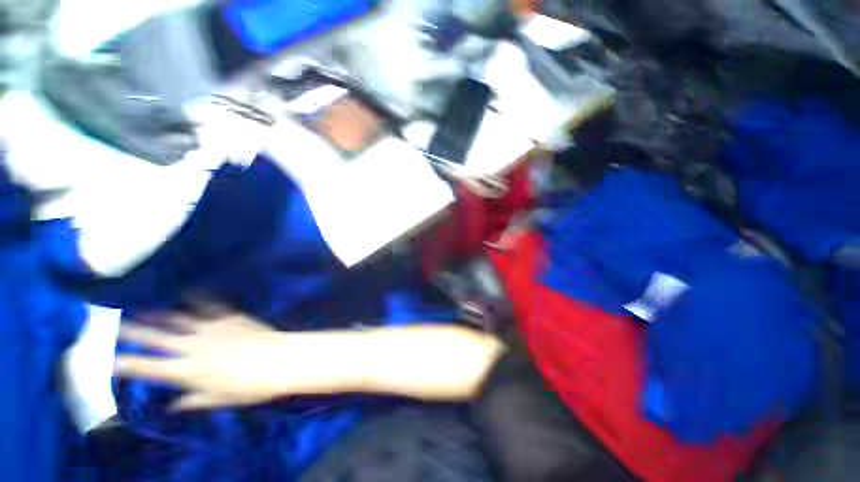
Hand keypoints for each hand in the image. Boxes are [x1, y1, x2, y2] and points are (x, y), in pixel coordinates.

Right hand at [115, 313, 299, 410]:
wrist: (278, 360)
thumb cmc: (249, 386)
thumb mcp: (217, 400)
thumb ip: (192, 401)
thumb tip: (173, 405)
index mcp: (187, 370)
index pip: (147, 367)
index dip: (125, 363)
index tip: (108, 359)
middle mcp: (193, 346)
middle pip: (156, 337)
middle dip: (133, 330)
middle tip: (115, 322)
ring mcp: (212, 328)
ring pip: (178, 318)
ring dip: (159, 313)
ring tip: (142, 307)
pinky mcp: (230, 317)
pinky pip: (210, 305)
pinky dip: (197, 298)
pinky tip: (188, 291)